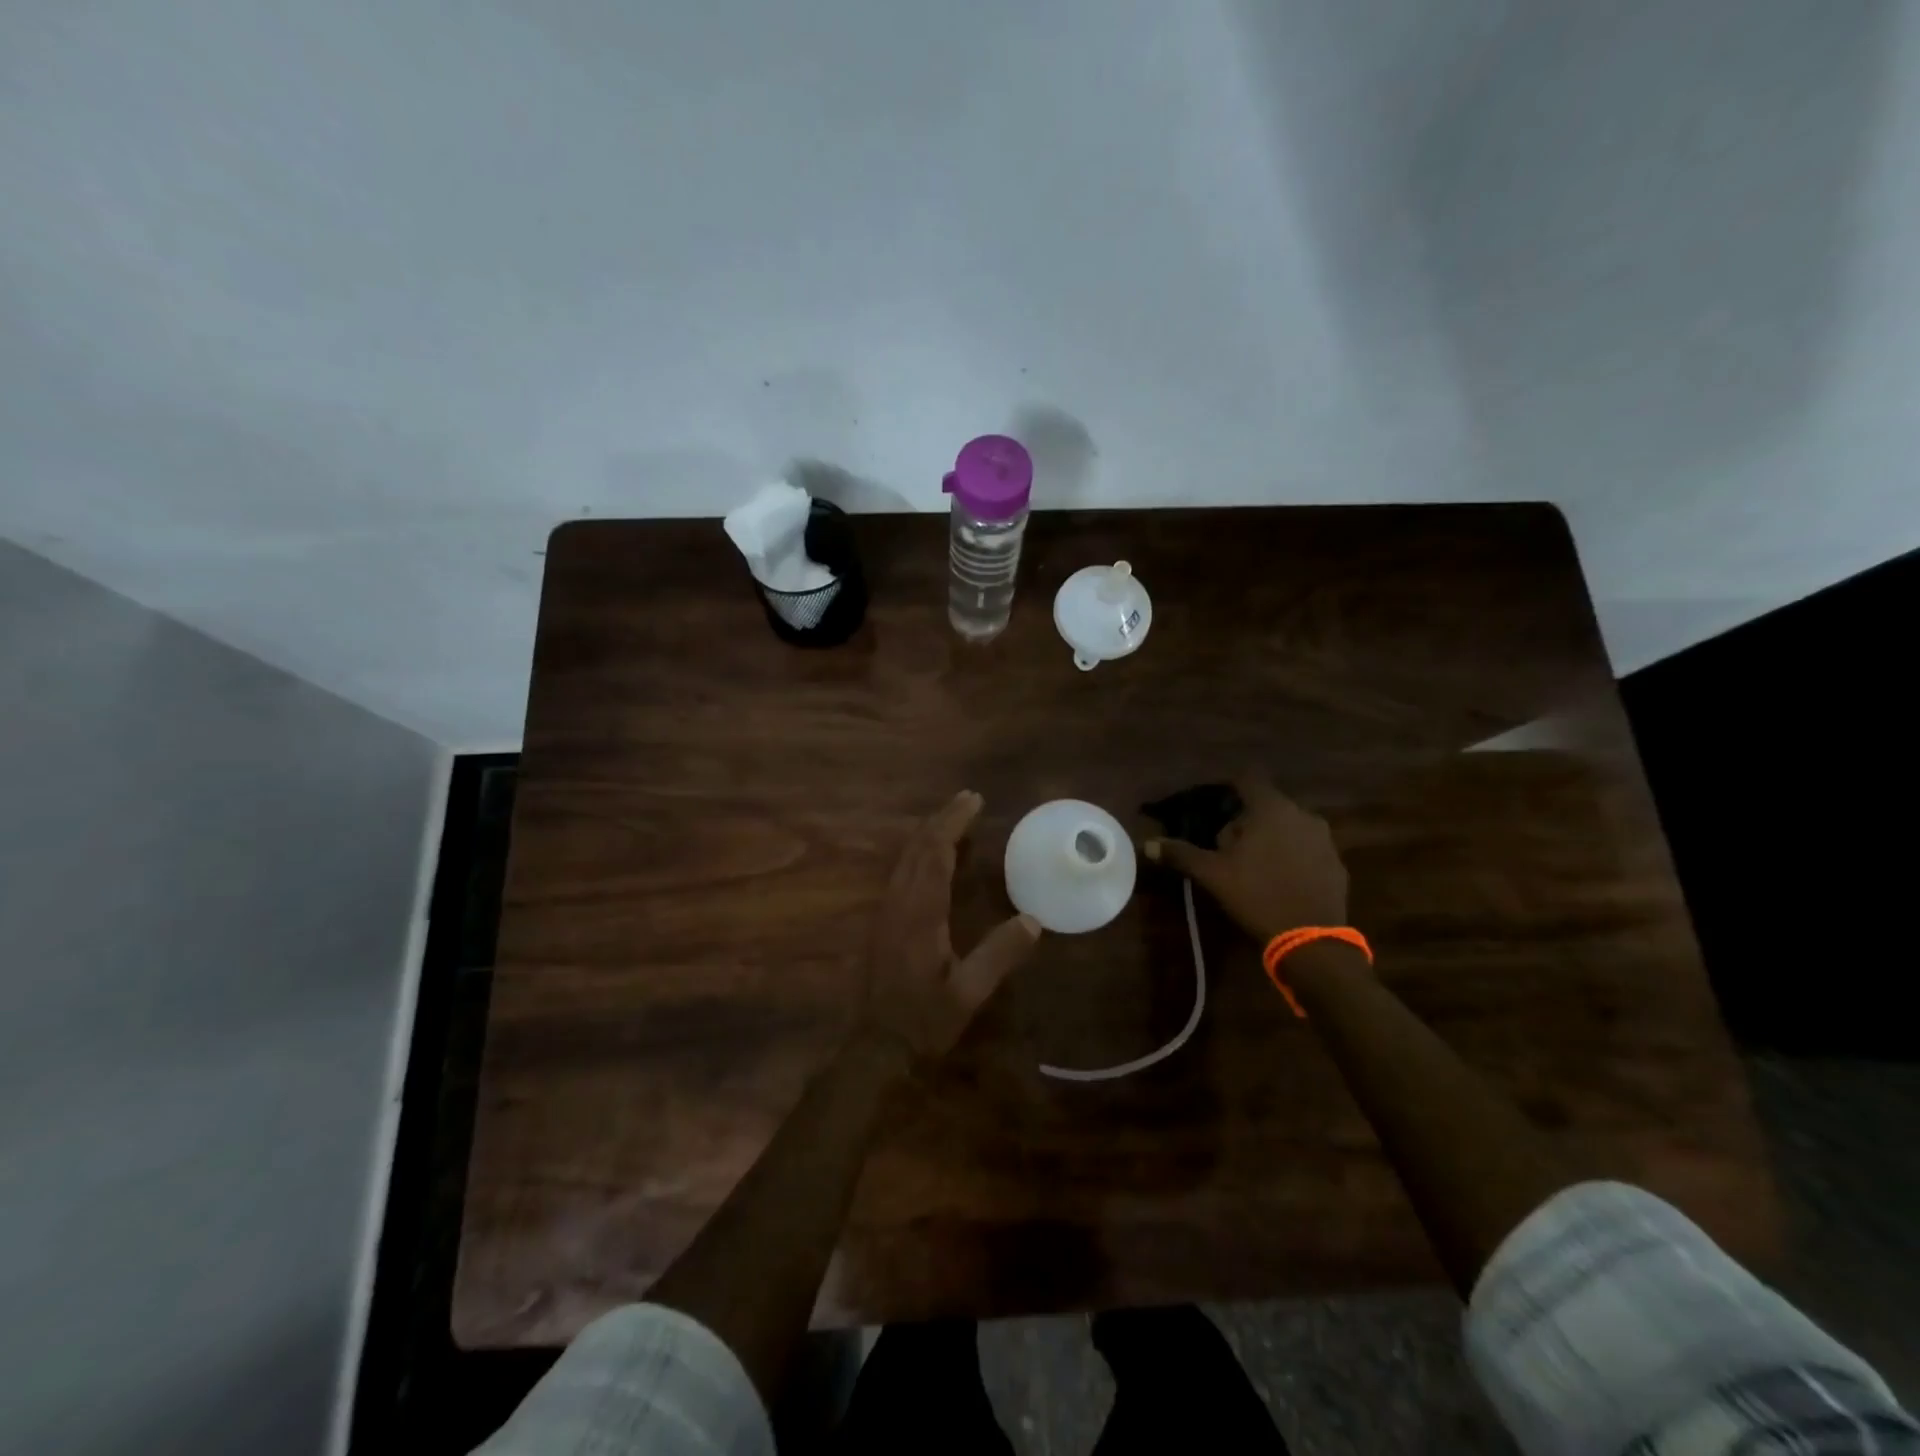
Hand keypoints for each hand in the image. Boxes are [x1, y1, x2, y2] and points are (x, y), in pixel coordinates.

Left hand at [862, 791, 1042, 1062]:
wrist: (876, 1045)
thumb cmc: (923, 1020)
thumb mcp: (968, 993)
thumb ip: (999, 955)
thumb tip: (1033, 920)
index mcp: (920, 912)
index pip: (935, 853)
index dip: (954, 823)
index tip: (974, 800)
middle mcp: (898, 902)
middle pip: (917, 847)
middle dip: (942, 819)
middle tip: (968, 799)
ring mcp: (886, 910)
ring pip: (906, 857)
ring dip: (929, 833)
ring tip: (953, 818)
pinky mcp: (882, 921)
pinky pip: (901, 871)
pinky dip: (920, 852)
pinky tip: (932, 857)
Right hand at [1143, 772, 1348, 944]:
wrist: (1312, 939)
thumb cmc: (1257, 895)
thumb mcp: (1212, 874)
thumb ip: (1180, 853)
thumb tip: (1148, 844)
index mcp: (1271, 809)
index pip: (1247, 780)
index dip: (1228, 789)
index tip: (1212, 807)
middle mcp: (1302, 815)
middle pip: (1267, 805)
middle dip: (1245, 820)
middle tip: (1226, 846)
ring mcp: (1324, 839)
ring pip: (1288, 827)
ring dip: (1269, 838)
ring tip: (1251, 865)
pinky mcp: (1336, 863)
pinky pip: (1306, 848)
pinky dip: (1291, 856)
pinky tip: (1278, 880)